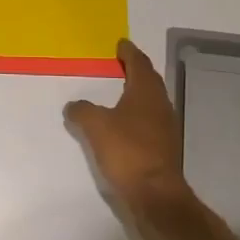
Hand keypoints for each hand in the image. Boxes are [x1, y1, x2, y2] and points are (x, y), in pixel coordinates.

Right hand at [64, 39, 196, 232]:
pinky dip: (136, 114)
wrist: (155, 195)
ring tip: (119, 91)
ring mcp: (165, 127)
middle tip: (119, 63)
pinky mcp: (163, 147)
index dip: (129, 52)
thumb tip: (74, 105)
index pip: (139, 63)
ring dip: (137, 92)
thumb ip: (82, 110)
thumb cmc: (127, 152)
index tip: (120, 44)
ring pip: (150, 101)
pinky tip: (123, 123)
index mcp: (146, 92)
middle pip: (149, 80)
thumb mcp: (96, 126)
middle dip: (135, 70)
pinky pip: (148, 120)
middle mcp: (160, 105)